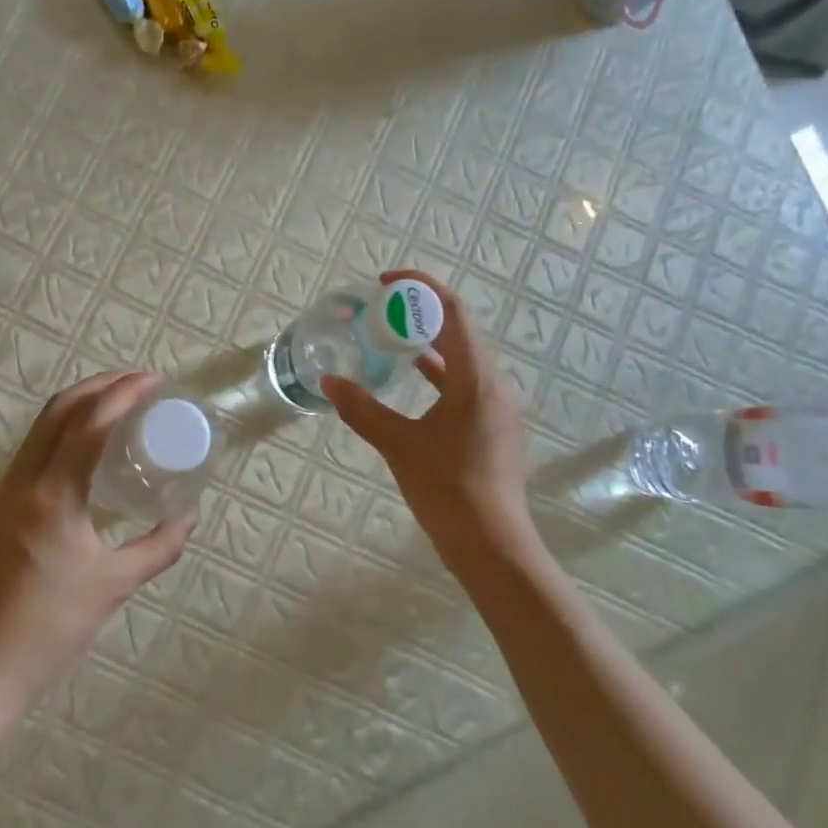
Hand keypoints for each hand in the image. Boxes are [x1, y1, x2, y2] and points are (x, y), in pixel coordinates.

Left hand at [0, 372, 196, 707]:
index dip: (124, 394)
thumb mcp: (116, 583)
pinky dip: (64, 429)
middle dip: (100, 385)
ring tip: (119, 403)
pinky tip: (88, 444)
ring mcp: (4, 490)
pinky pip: (33, 448)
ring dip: (80, 403)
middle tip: (138, 382)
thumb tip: (189, 516)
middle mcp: (22, 480)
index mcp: (53, 495)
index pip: (89, 423)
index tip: (155, 383)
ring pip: (41, 425)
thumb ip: (159, 545)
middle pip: (59, 410)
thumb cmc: (54, 624)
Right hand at [323, 271, 537, 574]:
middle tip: (382, 310)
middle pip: (461, 330)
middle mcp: (495, 383)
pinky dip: (440, 372)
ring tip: (392, 336)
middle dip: (422, 312)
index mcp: (476, 378)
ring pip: (465, 357)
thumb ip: (363, 410)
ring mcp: (498, 406)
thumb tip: (329, 383)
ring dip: (431, 342)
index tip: (386, 283)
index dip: (421, 289)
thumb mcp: (399, 445)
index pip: (453, 312)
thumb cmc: (447, 489)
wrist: (492, 544)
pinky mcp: (494, 426)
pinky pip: (466, 382)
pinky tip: (414, 378)